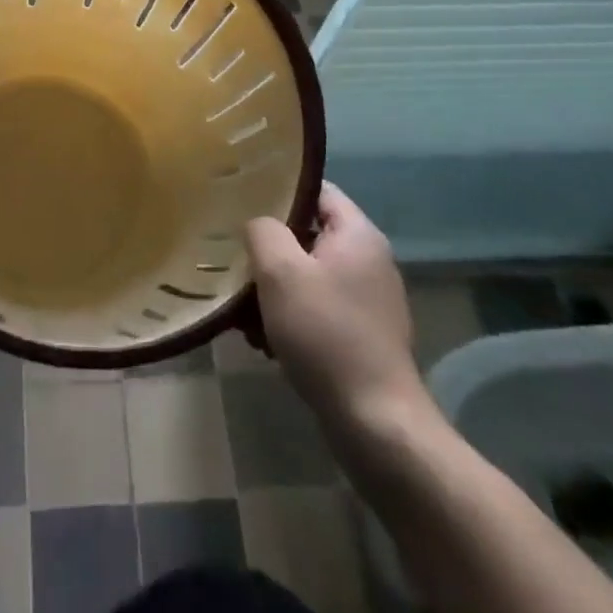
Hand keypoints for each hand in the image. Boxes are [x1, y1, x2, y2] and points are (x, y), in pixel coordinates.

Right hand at [245, 183, 429, 430]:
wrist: (376, 423)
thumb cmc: (326, 334)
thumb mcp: (280, 271)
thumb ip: (262, 230)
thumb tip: (258, 224)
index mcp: (358, 234)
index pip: (315, 189)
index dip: (277, 190)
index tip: (241, 201)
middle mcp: (369, 259)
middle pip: (308, 234)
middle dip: (269, 249)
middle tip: (235, 259)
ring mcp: (369, 300)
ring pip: (308, 275)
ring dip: (274, 288)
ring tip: (243, 311)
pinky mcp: (363, 334)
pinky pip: (317, 308)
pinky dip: (290, 317)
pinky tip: (264, 341)